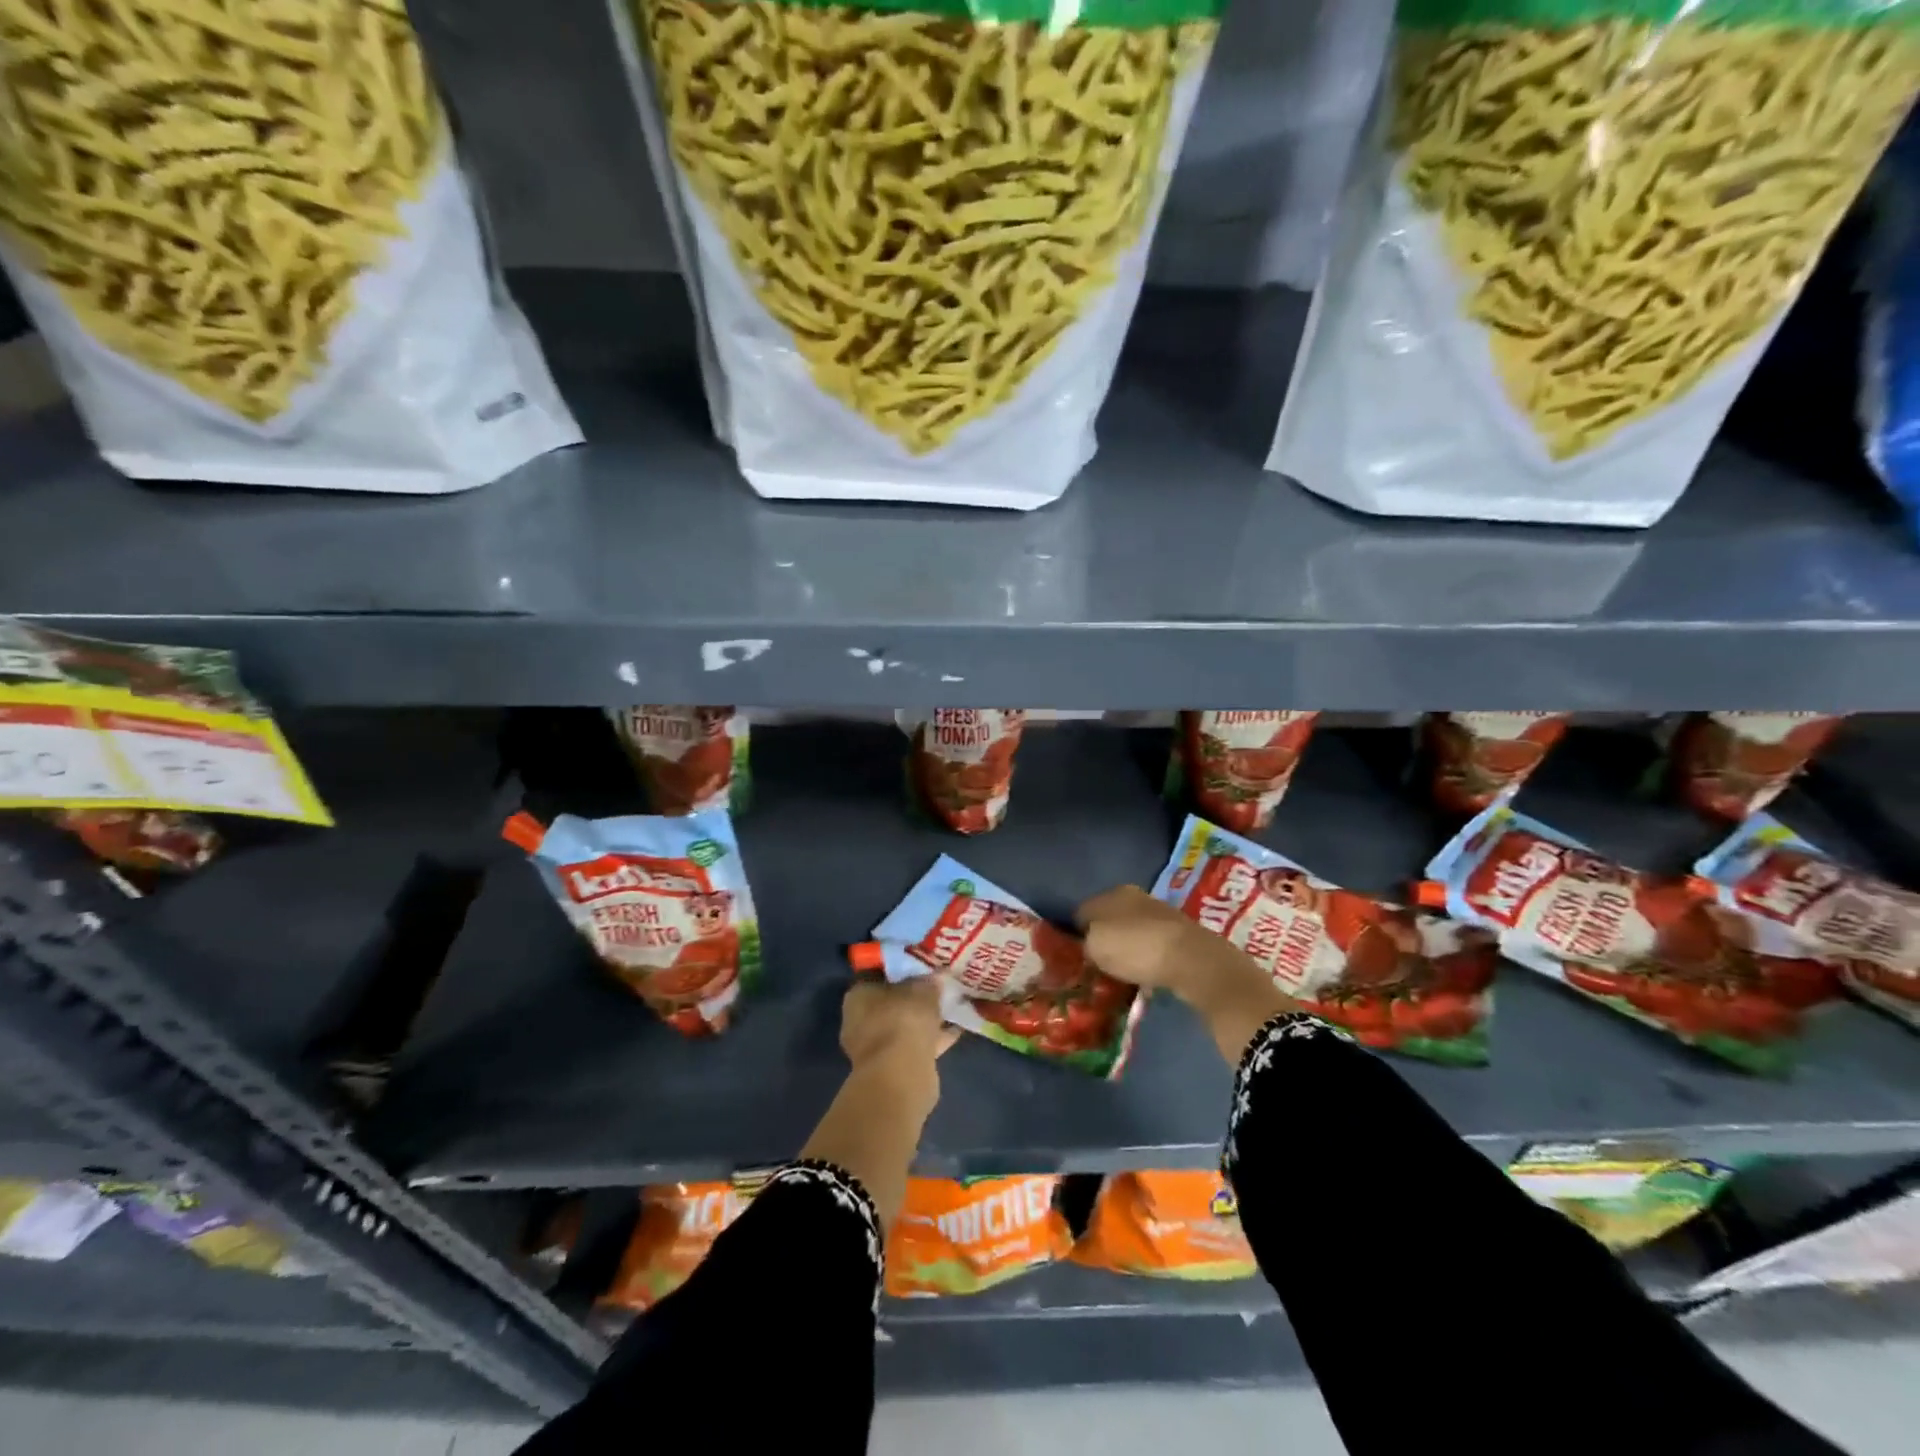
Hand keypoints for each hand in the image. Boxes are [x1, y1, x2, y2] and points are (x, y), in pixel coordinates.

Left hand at [839, 977, 953, 1103]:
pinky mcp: (892, 1068)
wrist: (901, 1075)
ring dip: (924, 1019)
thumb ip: (929, 982)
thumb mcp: (922, 989)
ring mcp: (875, 1048)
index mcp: (857, 995)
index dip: (899, 969)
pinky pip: (915, 1045)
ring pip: (903, 1026)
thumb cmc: (903, 1019)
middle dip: (913, 997)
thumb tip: (936, 976)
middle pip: (890, 1002)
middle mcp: (859, 1021)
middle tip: (937, 987)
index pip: (876, 975)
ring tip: (951, 1007)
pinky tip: (956, 1030)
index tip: (920, 966)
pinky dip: (932, 1039)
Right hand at [1075, 886, 1262, 1005]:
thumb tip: (1086, 944)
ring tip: (1119, 972)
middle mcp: (1137, 897)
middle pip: (1109, 919)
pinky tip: (1143, 973)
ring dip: (1126, 949)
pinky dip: (1146, 958)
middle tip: (1095, 964)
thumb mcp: (1094, 946)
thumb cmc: (1136, 948)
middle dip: (1103, 939)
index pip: (1082, 909)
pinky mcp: (1181, 935)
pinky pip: (1152, 946)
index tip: (1073, 955)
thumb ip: (1084, 942)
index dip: (1075, 932)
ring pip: (1132, 932)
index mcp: (1112, 893)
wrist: (1193, 961)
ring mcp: (1161, 914)